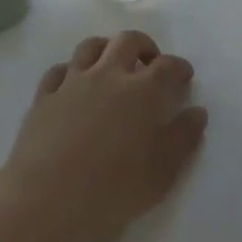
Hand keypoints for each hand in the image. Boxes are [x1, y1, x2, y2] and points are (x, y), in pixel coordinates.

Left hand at [1, 31, 207, 241]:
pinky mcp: (44, 96)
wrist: (46, 200)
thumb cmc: (112, 190)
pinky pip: (59, 70)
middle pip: (128, 41)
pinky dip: (72, 70)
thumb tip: (197, 112)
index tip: (184, 76)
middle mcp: (108, 74)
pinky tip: (74, 84)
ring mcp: (73, 82)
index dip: (179, 67)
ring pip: (91, 46)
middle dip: (144, 46)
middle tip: (150, 63)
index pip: (167, 66)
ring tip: (113, 65)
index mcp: (142, 91)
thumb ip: (183, 138)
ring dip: (107, 49)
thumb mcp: (162, 173)